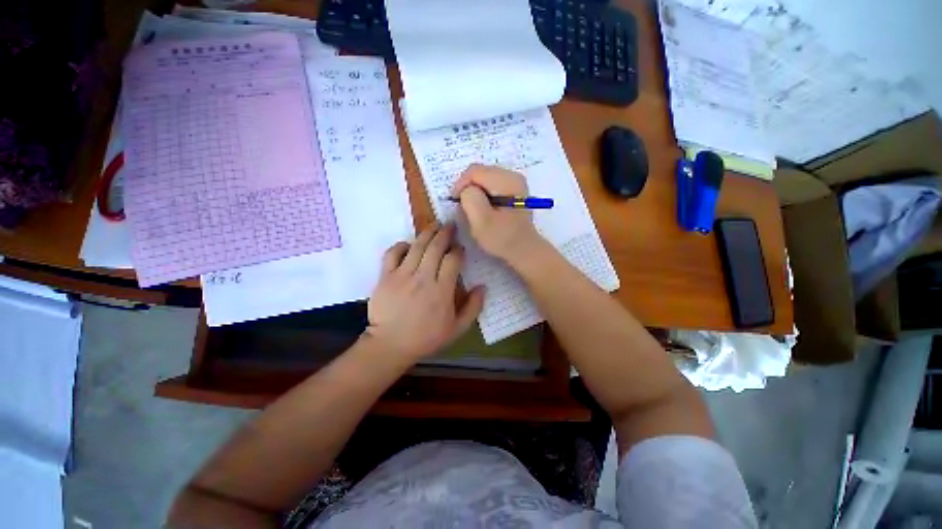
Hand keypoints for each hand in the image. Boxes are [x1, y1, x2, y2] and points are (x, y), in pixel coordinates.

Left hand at [364, 223, 484, 361]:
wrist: (390, 345)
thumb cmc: (426, 338)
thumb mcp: (457, 329)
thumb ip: (473, 308)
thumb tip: (483, 287)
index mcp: (442, 290)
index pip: (453, 260)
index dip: (458, 250)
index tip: (460, 248)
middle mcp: (423, 278)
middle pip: (435, 247)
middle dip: (445, 233)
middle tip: (450, 225)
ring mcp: (402, 276)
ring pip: (417, 246)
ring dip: (427, 233)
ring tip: (435, 225)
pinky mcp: (385, 277)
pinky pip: (392, 253)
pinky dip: (401, 245)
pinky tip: (408, 244)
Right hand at [451, 164, 544, 263]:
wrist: (524, 250)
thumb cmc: (502, 238)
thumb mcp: (481, 221)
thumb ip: (470, 199)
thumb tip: (466, 189)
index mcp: (507, 181)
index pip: (474, 171)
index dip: (461, 185)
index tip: (456, 203)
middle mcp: (513, 175)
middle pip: (480, 172)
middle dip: (468, 188)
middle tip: (463, 208)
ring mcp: (514, 182)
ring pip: (483, 179)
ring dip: (474, 193)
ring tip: (473, 210)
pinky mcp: (513, 190)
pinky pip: (490, 186)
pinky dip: (482, 195)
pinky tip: (483, 209)